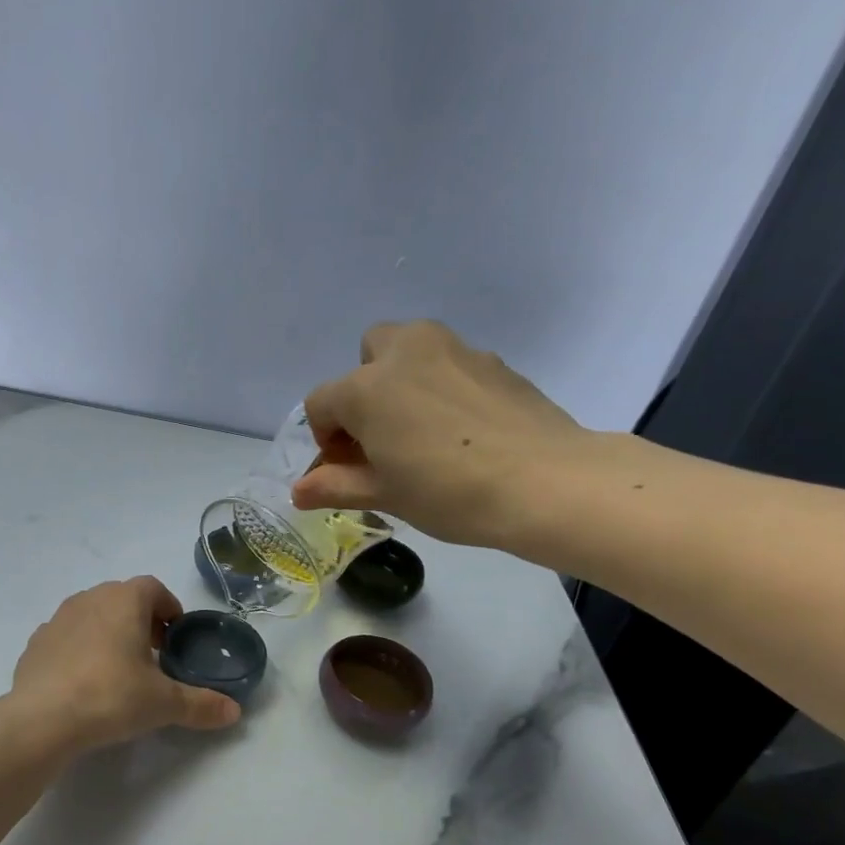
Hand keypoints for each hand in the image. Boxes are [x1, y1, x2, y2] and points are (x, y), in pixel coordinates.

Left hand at [11, 578, 242, 751]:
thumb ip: (201, 704)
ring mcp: (57, 619)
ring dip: (109, 633)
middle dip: (141, 621)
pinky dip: (79, 650)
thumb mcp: (163, 703)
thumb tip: (234, 712)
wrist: (42, 719)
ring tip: (119, 669)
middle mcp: (89, 599)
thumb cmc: (111, 696)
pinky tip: (84, 683)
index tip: (175, 635)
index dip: (168, 607)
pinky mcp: (35, 643)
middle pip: (122, 599)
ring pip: (92, 615)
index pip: (153, 588)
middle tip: (154, 655)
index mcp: (124, 601)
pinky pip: (66, 638)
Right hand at [291, 320, 603, 554]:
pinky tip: (463, 431)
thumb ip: (335, 485)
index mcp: (367, 387)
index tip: (346, 470)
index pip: (321, 404)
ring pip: (410, 349)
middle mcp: (404, 353)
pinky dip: (443, 387)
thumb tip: (298, 490)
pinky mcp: (492, 360)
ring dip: (402, 381)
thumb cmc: (449, 492)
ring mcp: (453, 349)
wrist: (546, 482)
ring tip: (422, 430)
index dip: (325, 439)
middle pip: (366, 355)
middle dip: (363, 389)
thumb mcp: (385, 495)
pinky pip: (450, 365)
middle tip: (382, 435)